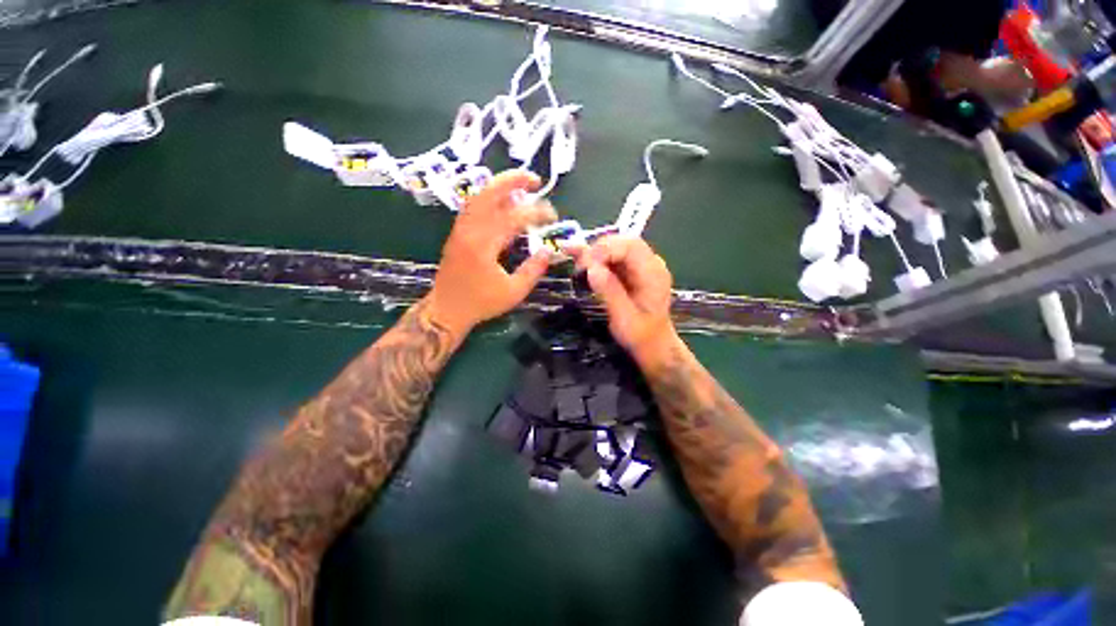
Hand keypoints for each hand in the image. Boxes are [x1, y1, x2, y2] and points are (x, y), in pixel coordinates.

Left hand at [426, 170, 556, 335]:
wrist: (447, 309)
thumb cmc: (481, 303)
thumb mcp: (514, 292)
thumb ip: (533, 270)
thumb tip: (547, 249)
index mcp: (484, 246)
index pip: (513, 218)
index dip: (535, 212)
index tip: (552, 215)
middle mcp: (470, 231)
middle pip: (488, 193)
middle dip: (512, 180)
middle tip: (535, 179)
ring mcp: (460, 229)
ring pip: (479, 197)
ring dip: (500, 186)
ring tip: (521, 186)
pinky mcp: (458, 233)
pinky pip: (473, 207)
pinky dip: (489, 198)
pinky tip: (502, 202)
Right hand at [570, 236, 678, 364]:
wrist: (653, 345)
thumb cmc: (641, 335)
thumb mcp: (624, 318)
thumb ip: (610, 292)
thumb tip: (591, 268)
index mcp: (653, 273)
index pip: (631, 246)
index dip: (606, 250)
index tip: (586, 265)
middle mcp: (649, 263)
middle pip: (622, 241)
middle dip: (598, 250)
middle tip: (578, 266)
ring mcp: (640, 265)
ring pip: (615, 246)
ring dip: (594, 252)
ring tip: (574, 262)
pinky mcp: (630, 270)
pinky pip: (612, 257)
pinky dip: (595, 257)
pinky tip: (577, 257)